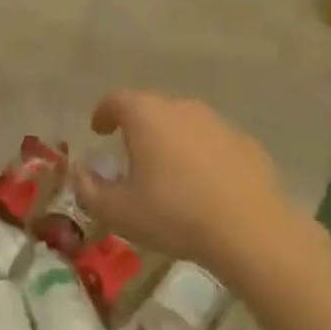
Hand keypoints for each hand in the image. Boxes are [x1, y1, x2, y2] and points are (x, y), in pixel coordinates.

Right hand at [71, 90, 291, 273]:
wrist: (250, 229)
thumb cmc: (174, 214)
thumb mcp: (119, 212)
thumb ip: (89, 190)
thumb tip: (80, 173)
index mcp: (147, 116)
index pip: (117, 100)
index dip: (104, 112)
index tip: (99, 130)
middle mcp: (183, 108)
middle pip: (153, 108)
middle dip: (138, 127)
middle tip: (131, 156)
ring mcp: (219, 123)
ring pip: (185, 124)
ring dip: (172, 141)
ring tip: (168, 174)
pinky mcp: (246, 144)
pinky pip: (213, 143)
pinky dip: (202, 156)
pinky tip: (204, 186)